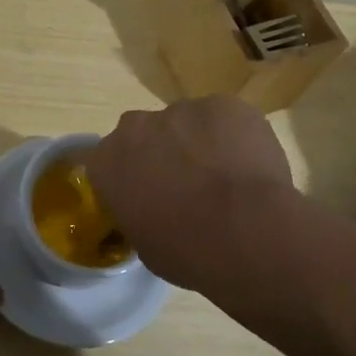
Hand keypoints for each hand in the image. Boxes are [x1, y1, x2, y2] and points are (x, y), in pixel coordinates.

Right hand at [88, 96, 295, 293]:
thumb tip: (150, 210)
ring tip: (226, 178)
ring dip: (199, 144)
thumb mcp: (146, 245)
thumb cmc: (188, 251)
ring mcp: (181, 110)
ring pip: (186, 123)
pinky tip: (249, 166)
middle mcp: (136, 126)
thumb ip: (138, 213)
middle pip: (144, 133)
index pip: (106, 162)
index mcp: (108, 161)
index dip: (129, 176)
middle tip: (187, 184)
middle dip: (161, 152)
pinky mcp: (222, 104)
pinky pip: (223, 118)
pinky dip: (233, 136)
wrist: (247, 231)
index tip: (146, 195)